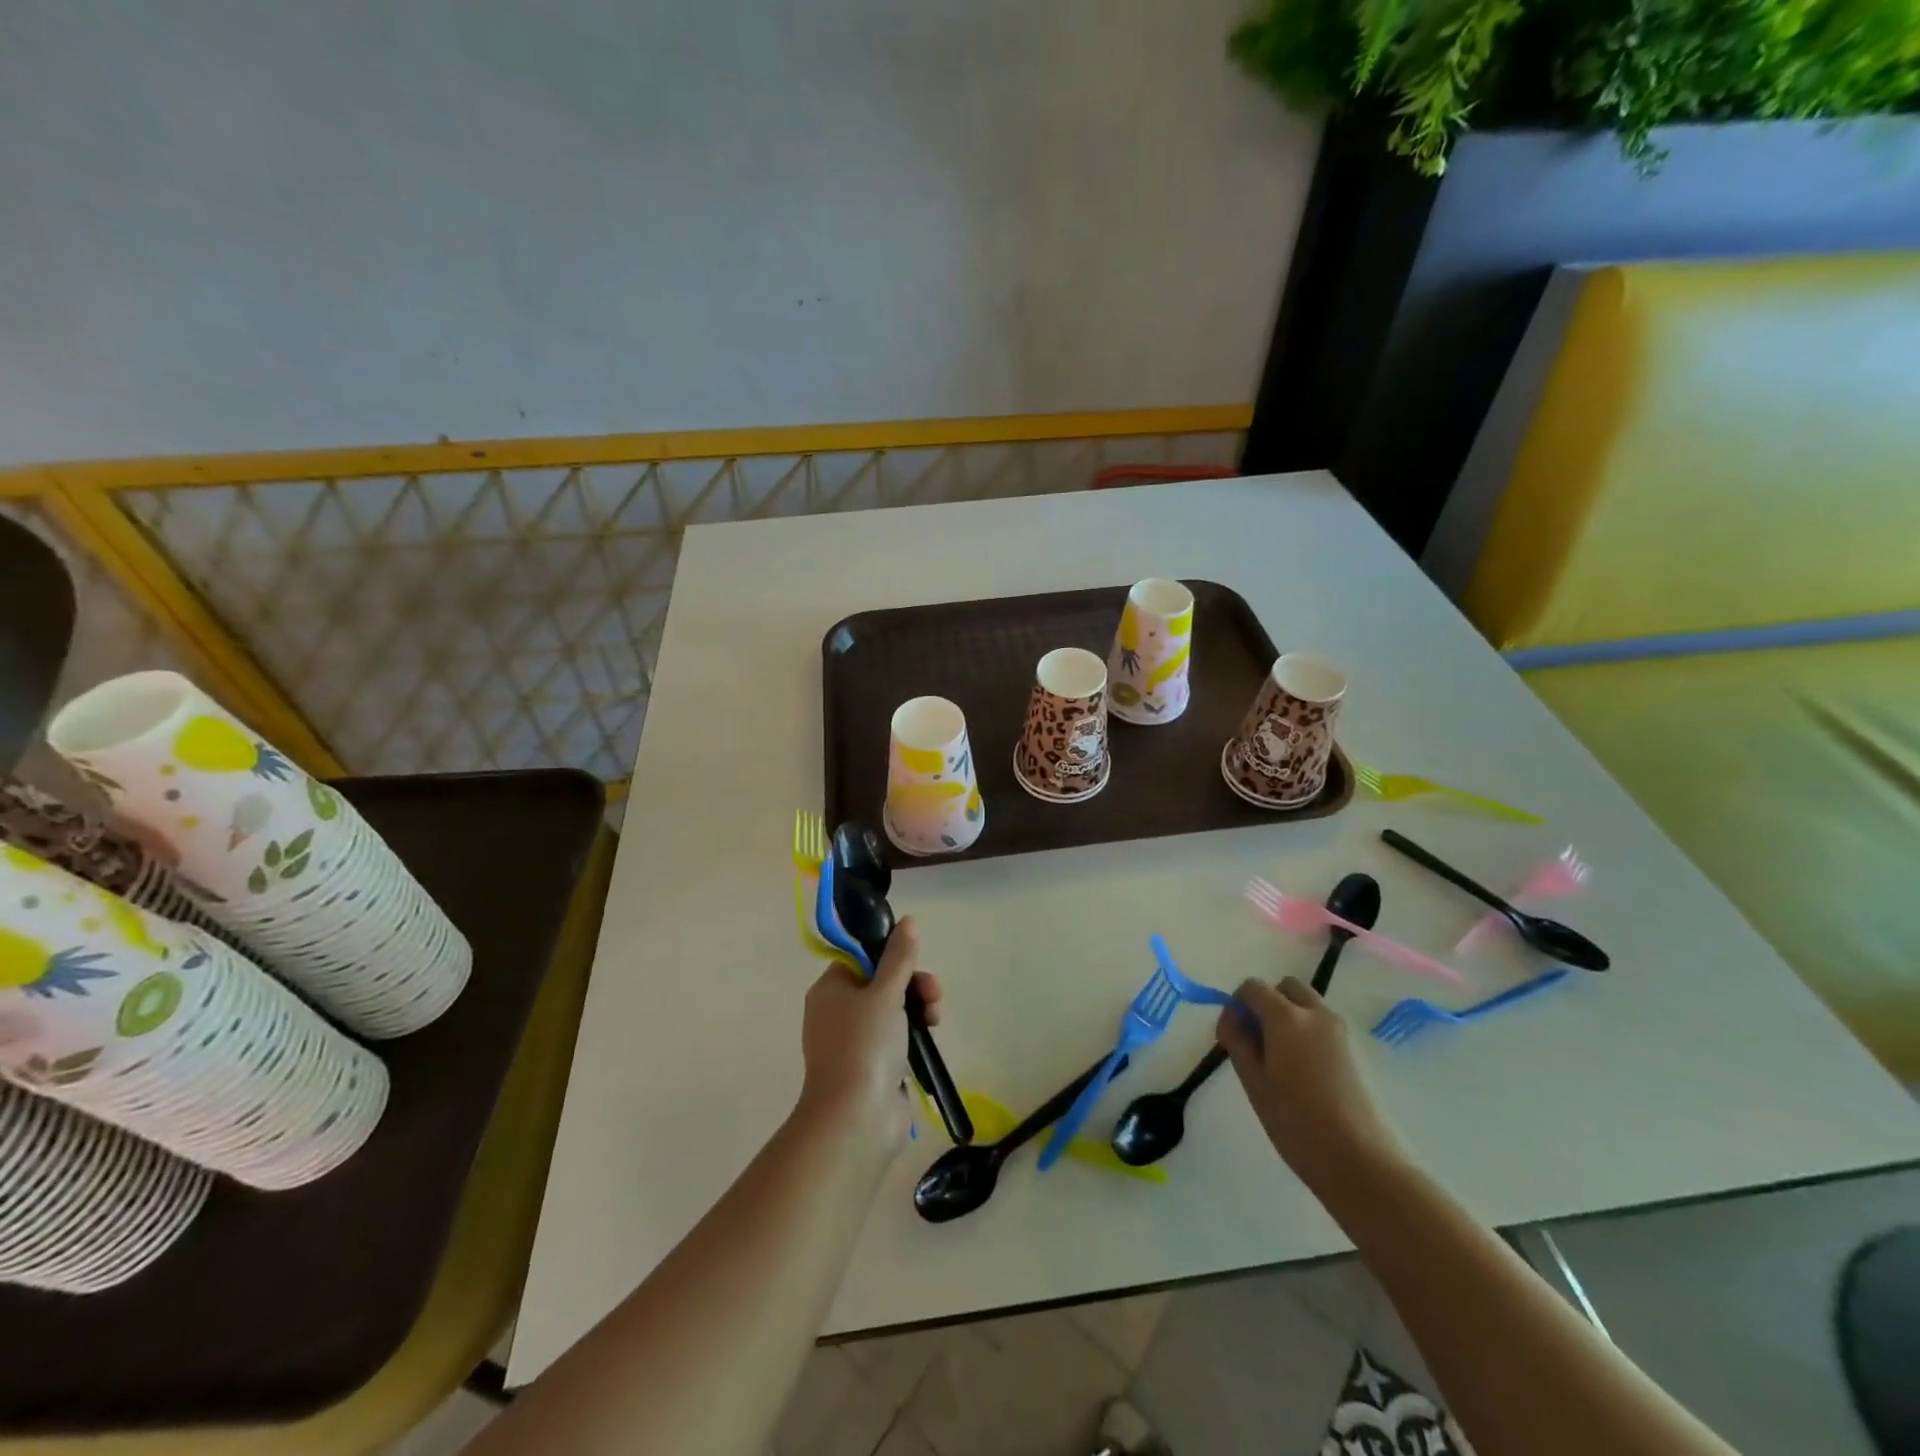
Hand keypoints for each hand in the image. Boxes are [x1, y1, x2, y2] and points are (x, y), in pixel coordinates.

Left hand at [798, 916, 942, 1145]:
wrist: (855, 1119)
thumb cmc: (865, 1045)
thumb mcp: (885, 993)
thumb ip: (899, 957)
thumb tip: (908, 921)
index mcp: (830, 990)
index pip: (860, 958)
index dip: (890, 955)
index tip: (913, 961)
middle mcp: (837, 1013)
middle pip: (881, 982)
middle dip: (912, 983)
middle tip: (933, 992)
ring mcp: (854, 1042)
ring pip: (892, 1010)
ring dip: (918, 1006)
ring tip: (935, 1017)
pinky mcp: (872, 1066)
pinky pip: (896, 1038)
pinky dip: (913, 1034)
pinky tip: (930, 1036)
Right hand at [1216, 978, 1405, 1190]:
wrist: (1360, 1161)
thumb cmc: (1296, 1121)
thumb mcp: (1254, 1082)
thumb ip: (1238, 1041)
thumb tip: (1232, 1019)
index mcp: (1286, 1017)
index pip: (1253, 987)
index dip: (1236, 1005)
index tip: (1231, 1036)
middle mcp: (1316, 1013)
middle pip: (1285, 987)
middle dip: (1266, 1003)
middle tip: (1256, 1040)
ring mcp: (1340, 1031)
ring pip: (1306, 1004)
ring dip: (1288, 1015)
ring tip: (1279, 1059)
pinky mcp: (1354, 1050)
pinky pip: (1322, 1024)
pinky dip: (1306, 1031)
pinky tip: (1302, 1072)